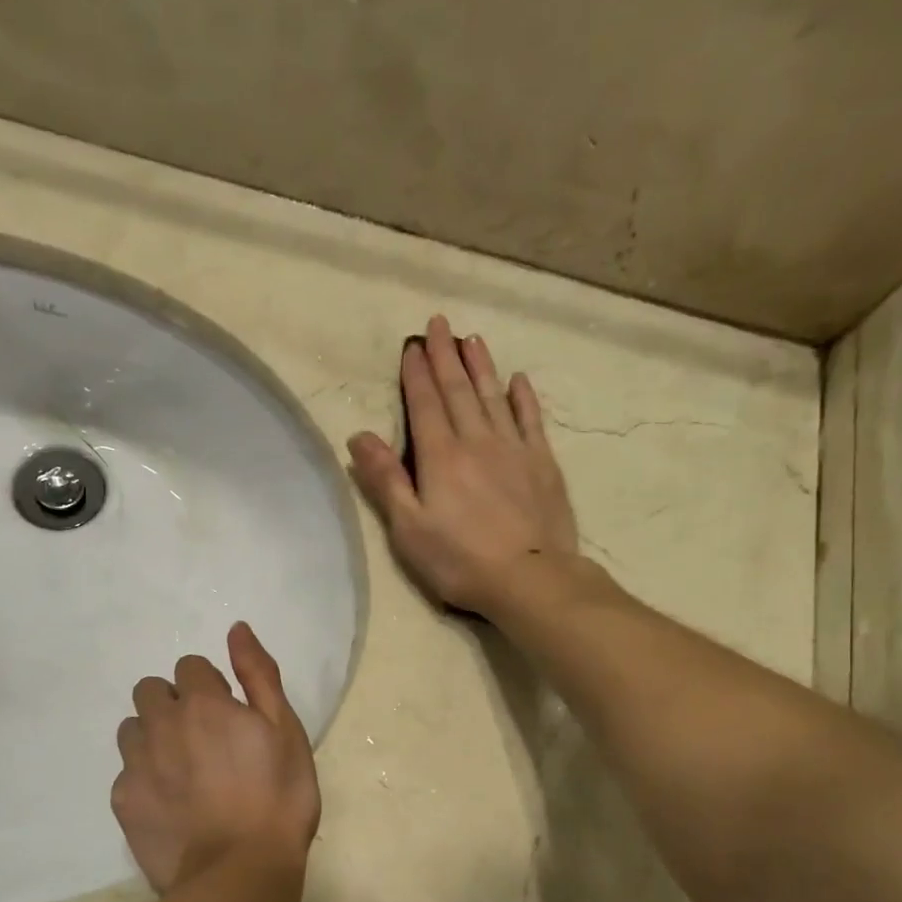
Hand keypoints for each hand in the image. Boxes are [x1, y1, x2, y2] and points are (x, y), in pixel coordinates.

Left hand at [112, 623, 320, 899]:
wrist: (240, 871)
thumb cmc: (278, 797)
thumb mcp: (285, 729)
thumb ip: (258, 674)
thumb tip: (236, 629)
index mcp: (203, 702)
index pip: (189, 666)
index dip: (210, 687)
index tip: (229, 715)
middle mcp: (161, 724)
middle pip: (150, 691)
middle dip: (173, 704)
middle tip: (203, 739)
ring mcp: (136, 763)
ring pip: (132, 729)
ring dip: (153, 737)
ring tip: (183, 770)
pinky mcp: (123, 800)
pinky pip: (126, 772)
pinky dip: (144, 777)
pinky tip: (170, 804)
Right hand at [347, 316, 579, 617]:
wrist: (529, 578)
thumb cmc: (460, 560)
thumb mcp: (409, 528)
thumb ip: (385, 480)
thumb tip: (358, 437)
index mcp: (440, 457)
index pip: (425, 404)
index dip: (416, 373)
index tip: (412, 345)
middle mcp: (477, 441)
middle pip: (458, 391)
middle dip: (446, 356)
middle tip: (440, 323)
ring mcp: (514, 449)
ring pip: (493, 397)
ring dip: (481, 366)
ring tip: (472, 339)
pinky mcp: (543, 464)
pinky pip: (531, 419)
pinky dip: (523, 397)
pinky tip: (518, 380)